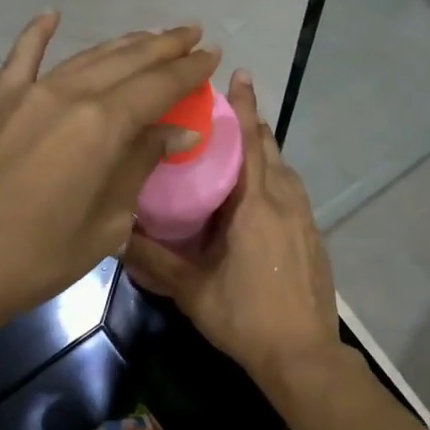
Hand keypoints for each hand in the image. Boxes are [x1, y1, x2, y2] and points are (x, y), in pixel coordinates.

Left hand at [0, 13, 217, 338]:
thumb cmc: (36, 259)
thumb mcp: (106, 223)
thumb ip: (140, 166)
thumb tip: (177, 131)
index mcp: (101, 125)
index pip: (158, 86)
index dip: (189, 69)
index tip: (213, 54)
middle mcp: (68, 95)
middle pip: (126, 62)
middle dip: (164, 46)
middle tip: (193, 35)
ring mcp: (27, 95)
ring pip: (86, 57)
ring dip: (123, 44)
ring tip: (151, 36)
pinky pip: (22, 58)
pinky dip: (38, 34)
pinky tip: (52, 15)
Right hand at [123, 70, 340, 388]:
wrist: (303, 355)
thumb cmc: (245, 317)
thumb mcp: (192, 290)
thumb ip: (154, 260)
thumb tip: (116, 233)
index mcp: (256, 205)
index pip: (250, 142)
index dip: (245, 107)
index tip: (239, 75)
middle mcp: (286, 201)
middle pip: (270, 150)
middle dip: (252, 126)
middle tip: (226, 111)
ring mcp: (306, 219)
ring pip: (285, 172)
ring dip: (265, 154)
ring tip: (239, 150)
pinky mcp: (314, 237)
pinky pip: (293, 194)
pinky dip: (275, 181)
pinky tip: (257, 199)